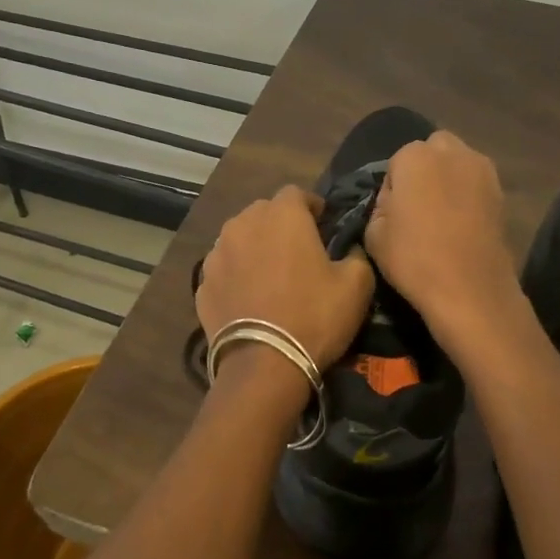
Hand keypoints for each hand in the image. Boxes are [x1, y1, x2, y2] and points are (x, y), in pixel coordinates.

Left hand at [197, 186, 375, 379]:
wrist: (263, 365)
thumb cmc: (314, 316)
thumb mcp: (357, 284)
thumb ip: (355, 254)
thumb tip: (348, 250)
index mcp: (282, 215)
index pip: (296, 193)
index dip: (312, 206)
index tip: (323, 225)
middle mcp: (243, 224)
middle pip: (264, 212)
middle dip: (280, 225)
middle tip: (298, 251)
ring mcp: (217, 254)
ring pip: (239, 238)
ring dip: (255, 248)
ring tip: (269, 275)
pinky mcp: (201, 284)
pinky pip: (224, 269)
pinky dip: (236, 275)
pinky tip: (249, 298)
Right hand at [363, 130, 519, 341]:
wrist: (470, 289)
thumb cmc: (414, 259)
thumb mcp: (373, 234)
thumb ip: (380, 205)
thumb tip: (395, 200)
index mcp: (414, 156)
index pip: (396, 163)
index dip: (393, 187)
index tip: (393, 214)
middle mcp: (451, 152)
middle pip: (432, 151)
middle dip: (424, 170)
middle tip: (418, 206)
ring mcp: (482, 170)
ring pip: (458, 163)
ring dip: (448, 179)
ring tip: (442, 215)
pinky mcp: (502, 192)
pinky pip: (476, 184)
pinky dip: (468, 195)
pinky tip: (462, 224)